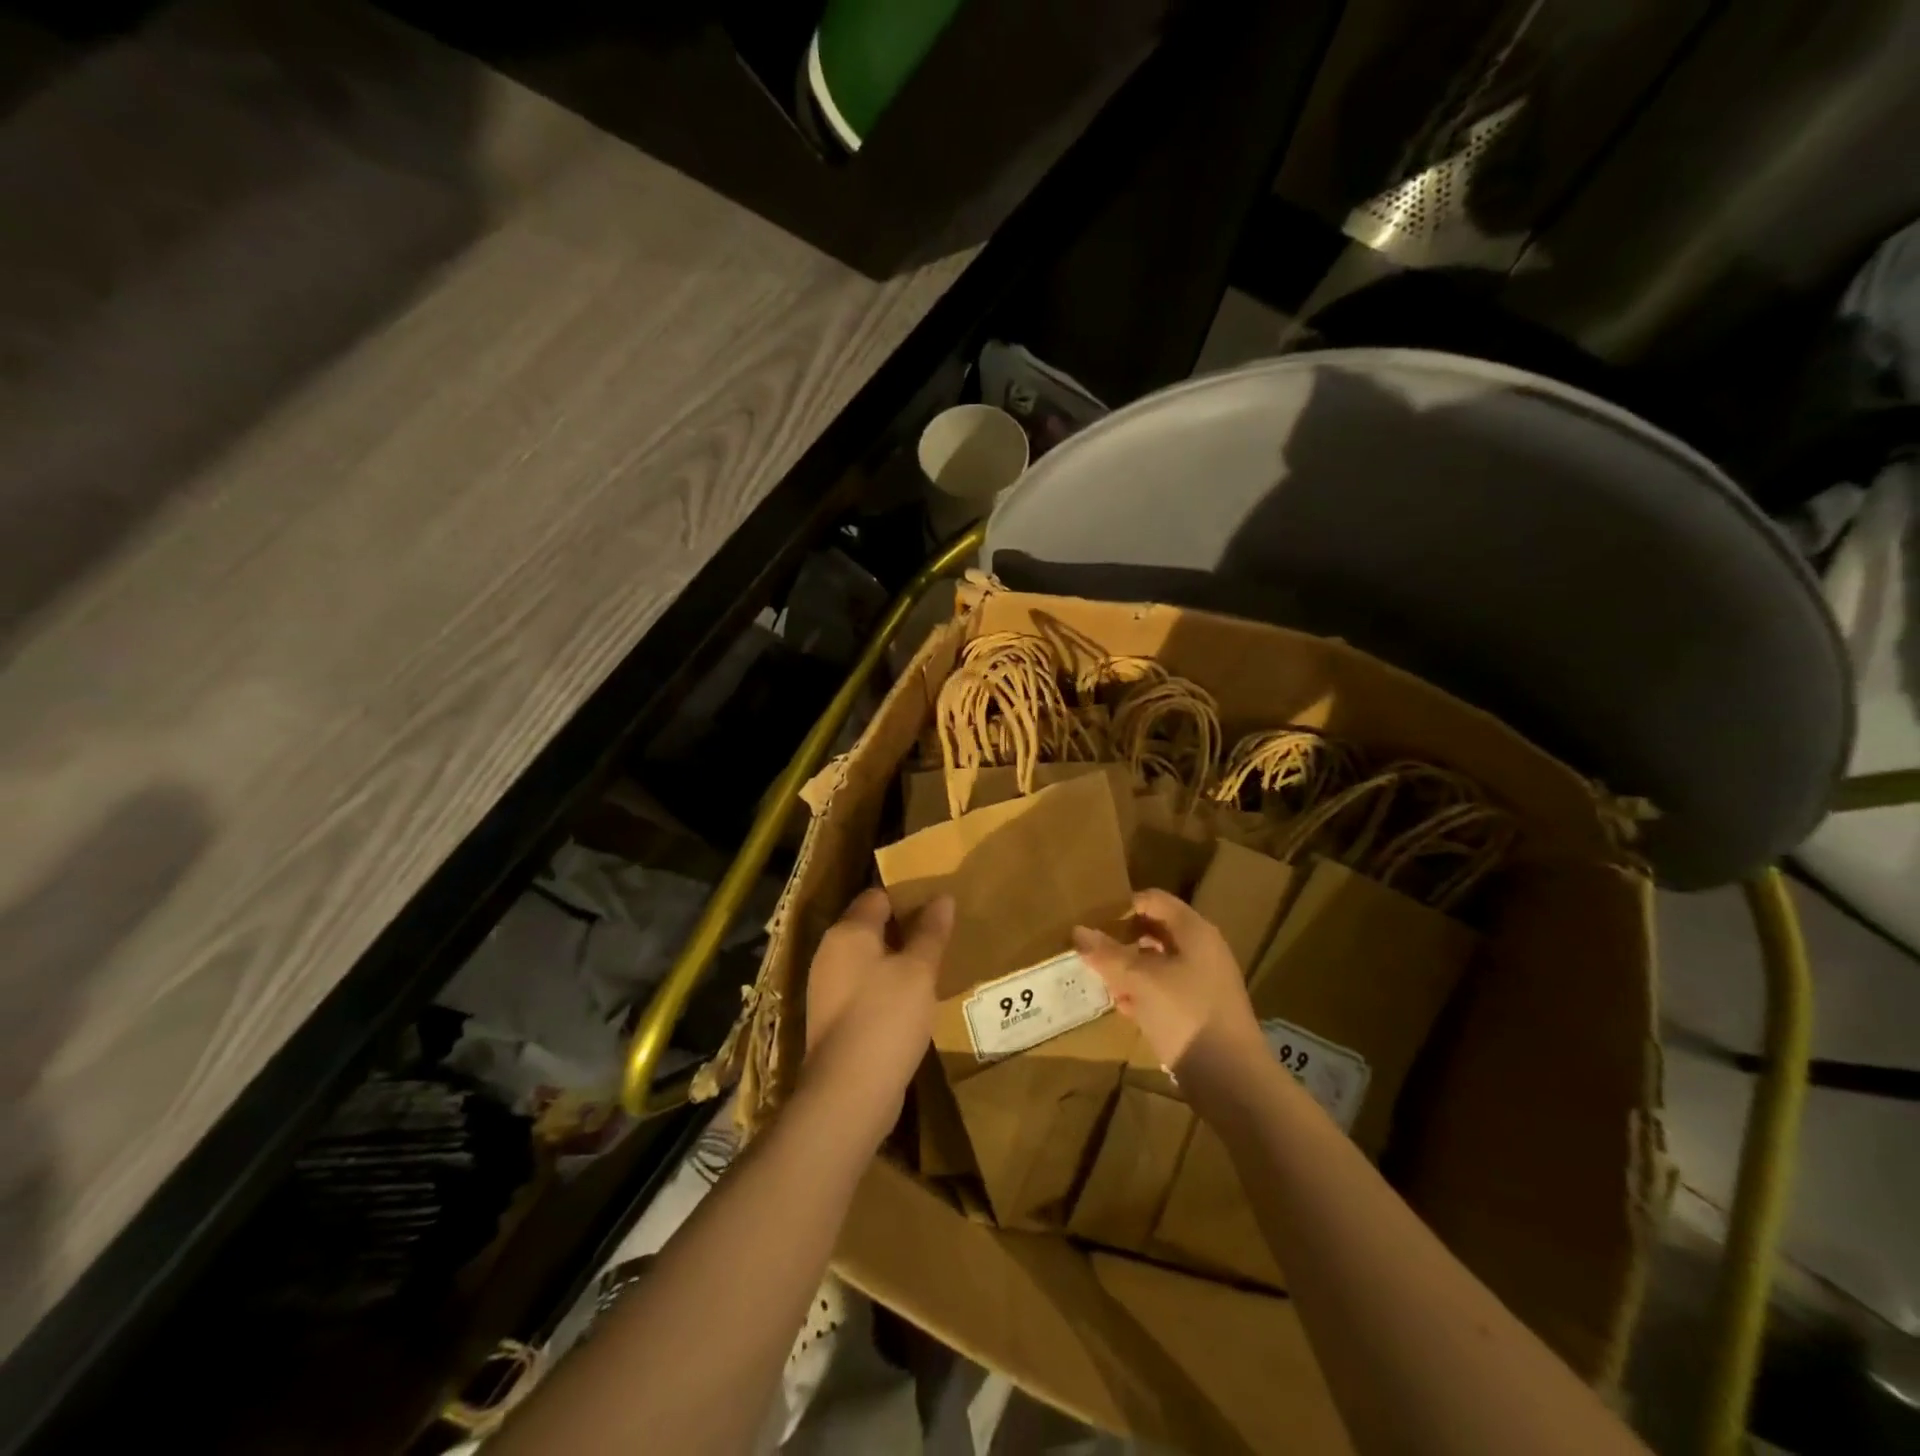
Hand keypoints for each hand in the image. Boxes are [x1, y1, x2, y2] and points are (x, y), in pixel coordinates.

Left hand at [802, 887, 952, 1141]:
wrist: (848, 1092)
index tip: (937, 905)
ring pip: (867, 960)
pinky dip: (885, 988)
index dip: (907, 897)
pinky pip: (863, 989)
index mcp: (848, 932)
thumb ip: (930, 932)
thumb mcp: (919, 970)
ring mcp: (827, 988)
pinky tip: (911, 1002)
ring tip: (932, 967)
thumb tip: (942, 897)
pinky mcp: (833, 1019)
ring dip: (896, 961)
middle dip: (904, 929)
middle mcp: (830, 953)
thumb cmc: (886, 1017)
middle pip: (869, 927)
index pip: (877, 897)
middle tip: (941, 935)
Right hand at [1072, 889, 1264, 1075]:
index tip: (1093, 919)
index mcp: (1194, 931)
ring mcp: (1203, 982)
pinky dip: (1143, 993)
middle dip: (1123, 938)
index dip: (1123, 905)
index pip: (1154, 900)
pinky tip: (1123, 1007)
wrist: (1232, 1079)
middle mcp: (1202, 950)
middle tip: (1092, 949)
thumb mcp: (1139, 980)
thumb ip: (1107, 954)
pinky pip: (1165, 990)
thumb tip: (1078, 931)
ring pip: (1158, 963)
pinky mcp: (1200, 1011)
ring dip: (1129, 968)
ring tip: (1102, 979)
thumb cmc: (1186, 1014)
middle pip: (1156, 930)